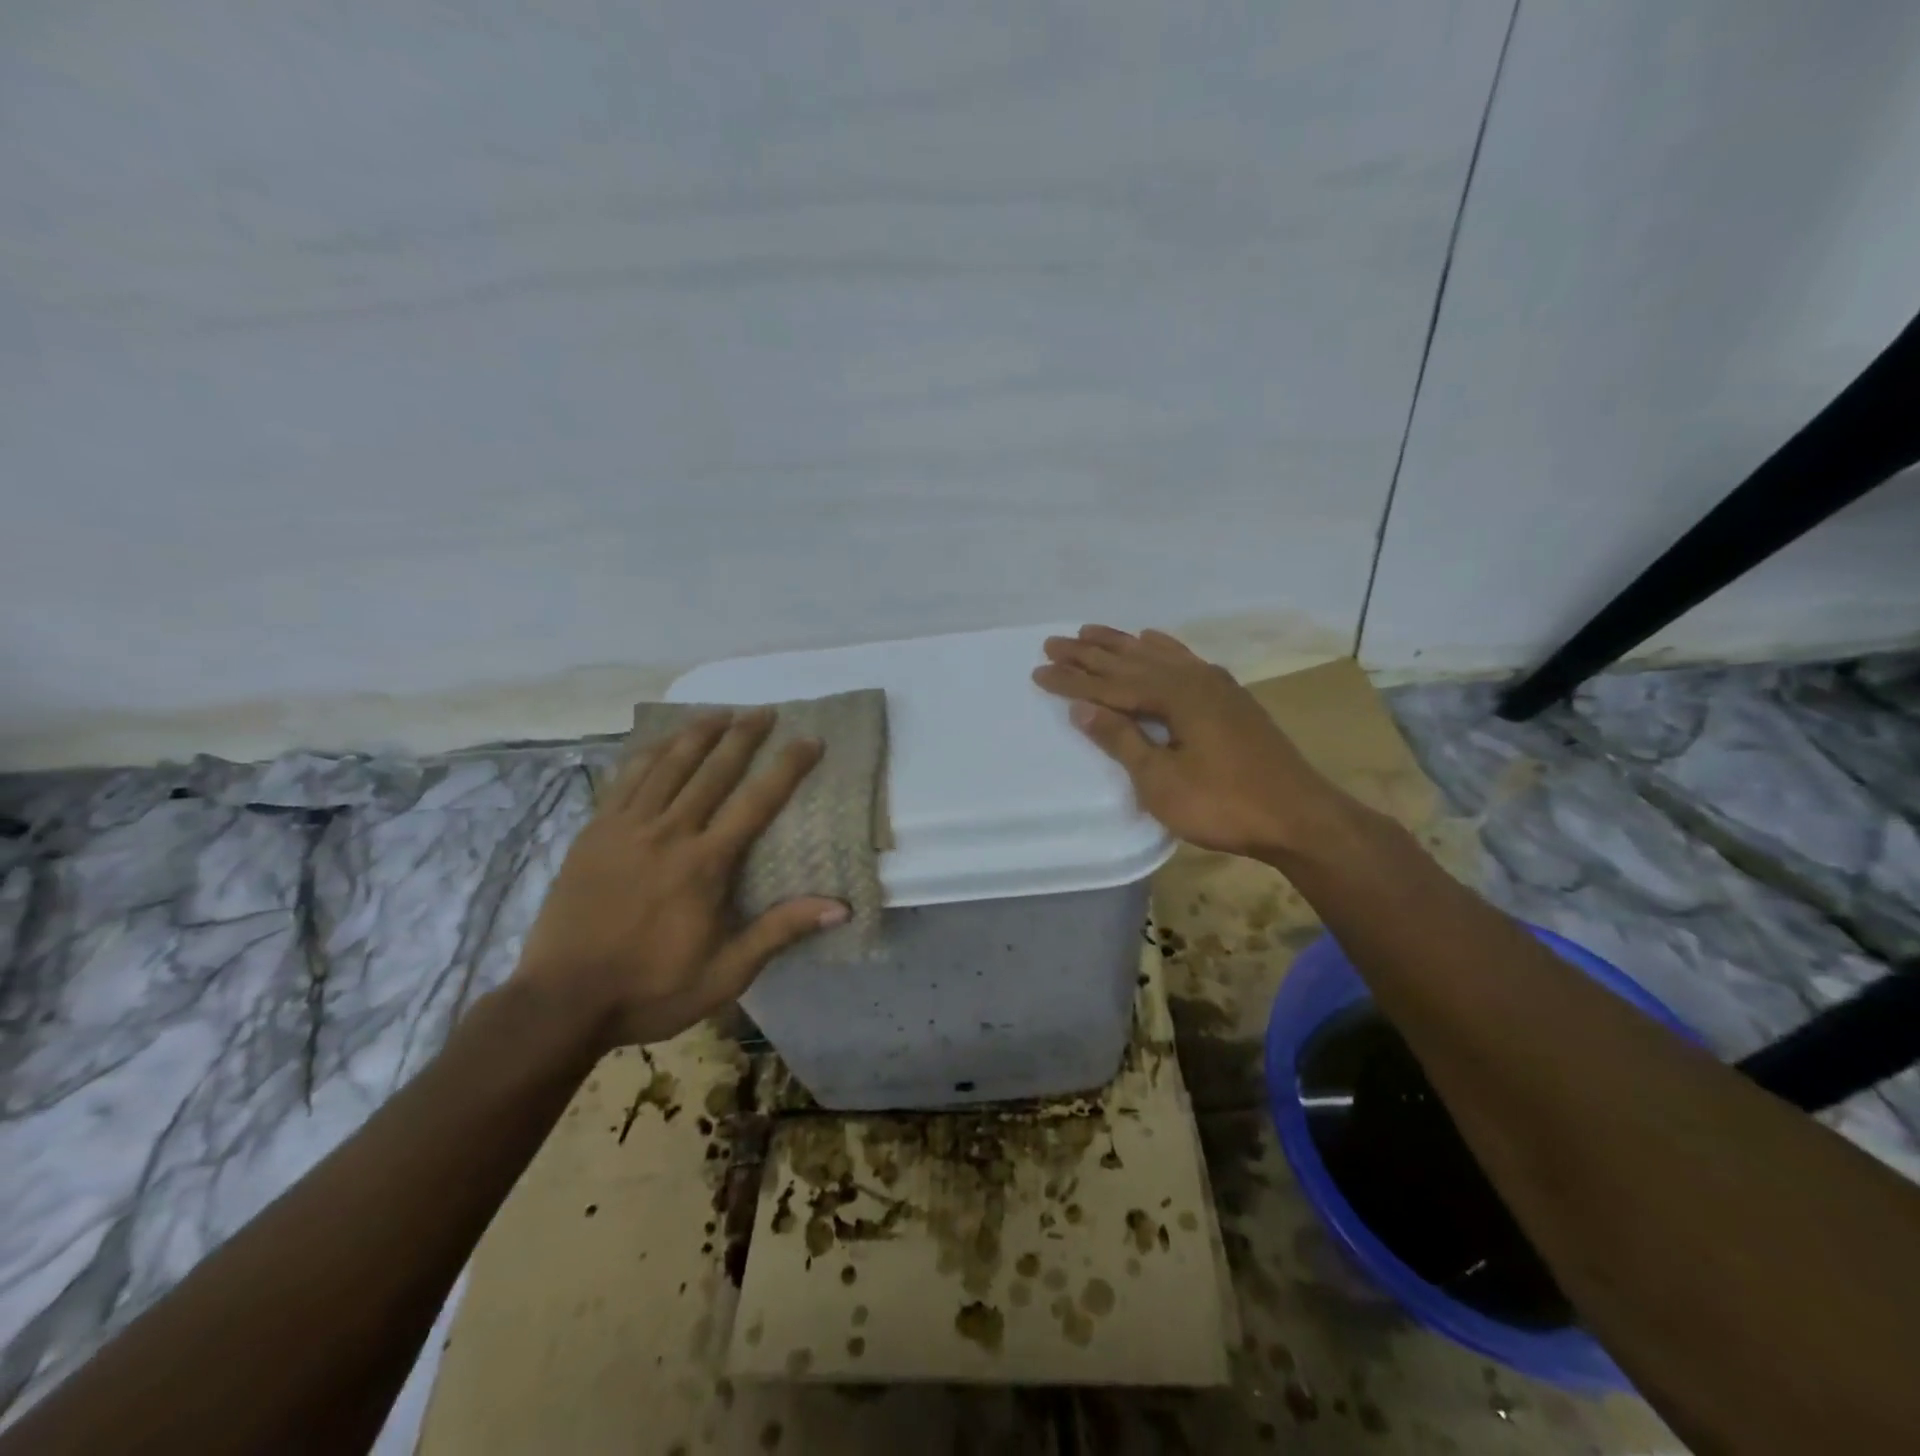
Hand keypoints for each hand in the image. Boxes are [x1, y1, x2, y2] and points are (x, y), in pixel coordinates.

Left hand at [513, 708, 847, 1048]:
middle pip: (712, 771)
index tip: (809, 740)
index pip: (756, 802)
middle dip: (742, 736)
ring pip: (667, 765)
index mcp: (704, 865)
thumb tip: (839, 908)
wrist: (561, 1002)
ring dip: (697, 734)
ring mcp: (625, 829)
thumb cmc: (651, 989)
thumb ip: (779, 931)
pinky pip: (625, 780)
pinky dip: (647, 754)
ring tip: (719, 712)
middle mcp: (667, 833)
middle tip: (764, 710)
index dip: (786, 767)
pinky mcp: (593, 833)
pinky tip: (660, 743)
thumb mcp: (725, 973)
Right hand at [1032, 626, 1339, 859]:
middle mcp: (1193, 679)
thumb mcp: (1162, 780)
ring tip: (1090, 632)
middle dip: (1089, 653)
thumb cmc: (1224, 804)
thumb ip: (1122, 740)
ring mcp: (1216, 685)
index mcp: (1175, 695)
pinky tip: (1153, 640)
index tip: (1038, 670)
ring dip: (1121, 645)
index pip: (1110, 684)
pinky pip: (1184, 660)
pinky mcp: (1230, 698)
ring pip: (1157, 655)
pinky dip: (1163, 648)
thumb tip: (1083, 707)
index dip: (1072, 680)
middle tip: (1053, 641)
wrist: (1299, 817)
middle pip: (1130, 661)